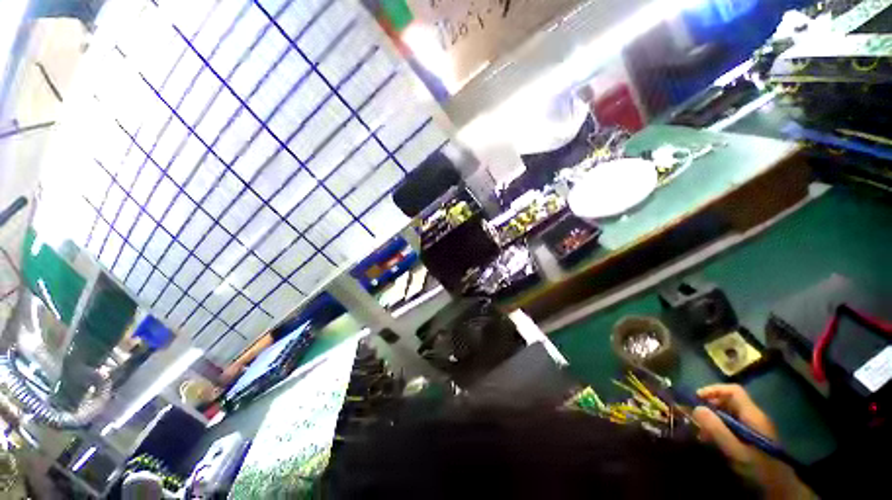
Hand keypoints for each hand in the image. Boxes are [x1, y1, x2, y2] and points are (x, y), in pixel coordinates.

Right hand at [692, 384, 810, 498]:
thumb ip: (716, 428)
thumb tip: (696, 408)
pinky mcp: (751, 437)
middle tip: (696, 418)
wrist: (778, 485)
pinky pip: (732, 424)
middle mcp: (754, 416)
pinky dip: (719, 428)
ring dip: (713, 419)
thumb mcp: (735, 449)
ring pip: (729, 414)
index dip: (714, 390)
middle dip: (710, 407)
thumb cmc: (756, 465)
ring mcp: (754, 427)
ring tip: (702, 433)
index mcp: (752, 415)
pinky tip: (712, 440)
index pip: (733, 391)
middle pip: (729, 401)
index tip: (696, 398)